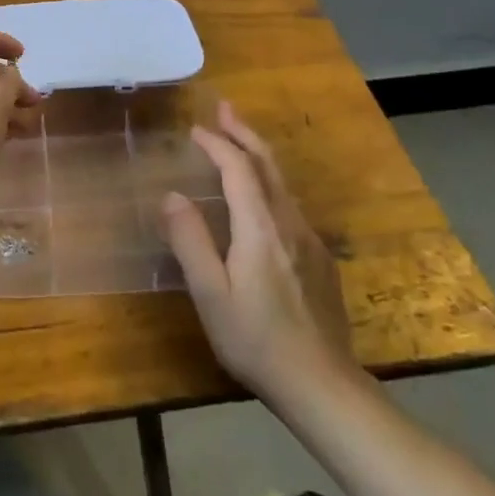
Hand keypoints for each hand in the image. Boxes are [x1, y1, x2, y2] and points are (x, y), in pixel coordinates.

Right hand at [161, 102, 362, 403]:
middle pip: (267, 165)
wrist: (323, 386)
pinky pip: (290, 205)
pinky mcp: (320, 260)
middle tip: (224, 108)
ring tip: (238, 141)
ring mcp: (309, 241)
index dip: (217, 144)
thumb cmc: (256, 340)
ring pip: (282, 184)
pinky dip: (269, 183)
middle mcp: (289, 224)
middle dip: (244, 132)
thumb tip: (171, 195)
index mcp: (260, 228)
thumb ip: (190, 241)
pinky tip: (261, 196)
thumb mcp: (211, 295)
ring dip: (257, 155)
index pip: (238, 169)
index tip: (195, 129)